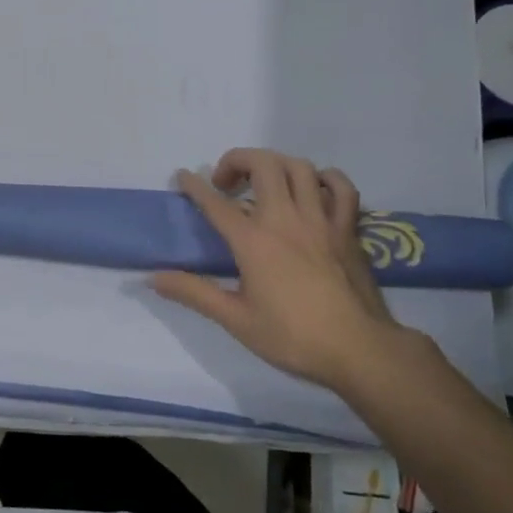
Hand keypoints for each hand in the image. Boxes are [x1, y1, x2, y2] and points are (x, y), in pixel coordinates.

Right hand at [150, 149, 400, 389]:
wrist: (360, 351)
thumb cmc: (293, 337)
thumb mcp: (235, 319)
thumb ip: (193, 292)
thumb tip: (152, 278)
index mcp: (253, 241)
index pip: (215, 202)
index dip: (194, 185)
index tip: (182, 176)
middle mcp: (285, 219)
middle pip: (262, 164)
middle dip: (236, 161)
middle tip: (225, 183)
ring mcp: (320, 220)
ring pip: (299, 167)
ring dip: (275, 165)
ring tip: (263, 181)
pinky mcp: (347, 229)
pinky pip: (340, 187)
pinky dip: (324, 179)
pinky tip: (313, 188)